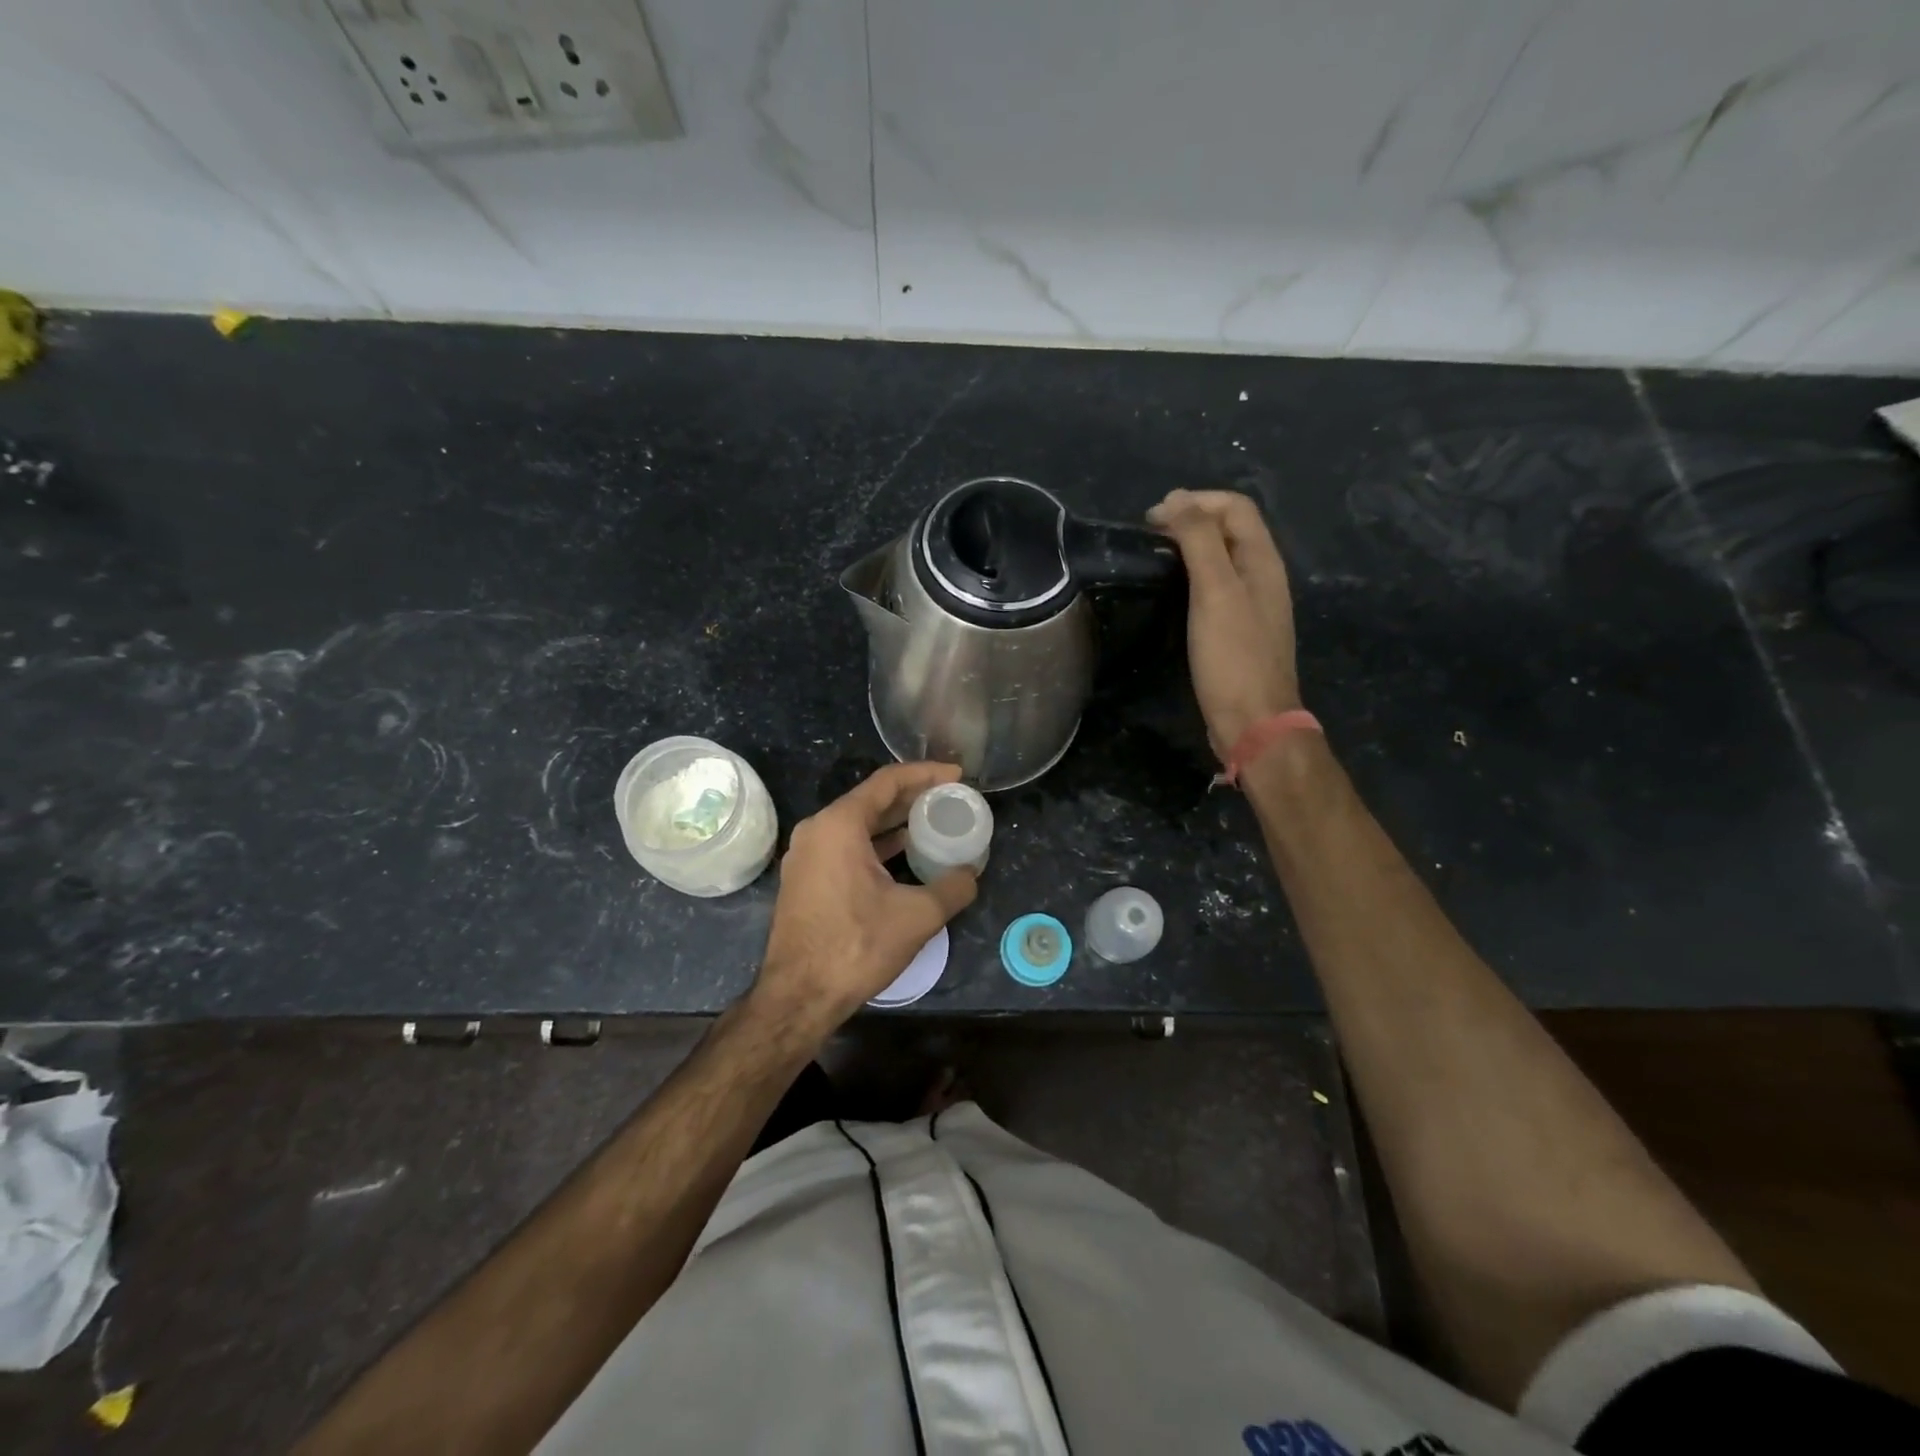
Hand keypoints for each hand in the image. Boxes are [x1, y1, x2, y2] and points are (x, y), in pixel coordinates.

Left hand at [753, 761, 978, 1035]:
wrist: (799, 996)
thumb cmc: (856, 946)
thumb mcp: (917, 916)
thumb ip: (952, 887)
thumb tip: (970, 874)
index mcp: (839, 824)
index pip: (887, 781)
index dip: (926, 774)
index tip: (957, 775)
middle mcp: (817, 830)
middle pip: (871, 800)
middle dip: (913, 796)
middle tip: (949, 797)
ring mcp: (806, 855)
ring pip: (857, 824)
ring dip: (895, 821)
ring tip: (933, 821)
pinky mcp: (805, 878)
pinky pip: (845, 846)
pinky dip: (876, 843)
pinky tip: (904, 853)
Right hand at [1147, 489, 1300, 755]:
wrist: (1252, 721)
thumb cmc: (1233, 656)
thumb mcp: (1215, 592)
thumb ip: (1199, 541)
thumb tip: (1177, 499)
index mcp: (1263, 560)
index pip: (1234, 507)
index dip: (1195, 501)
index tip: (1152, 520)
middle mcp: (1263, 576)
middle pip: (1231, 528)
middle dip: (1191, 519)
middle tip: (1149, 536)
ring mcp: (1253, 604)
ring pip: (1223, 558)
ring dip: (1191, 547)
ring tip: (1155, 557)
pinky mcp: (1239, 629)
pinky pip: (1218, 586)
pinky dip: (1194, 576)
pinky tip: (1172, 592)